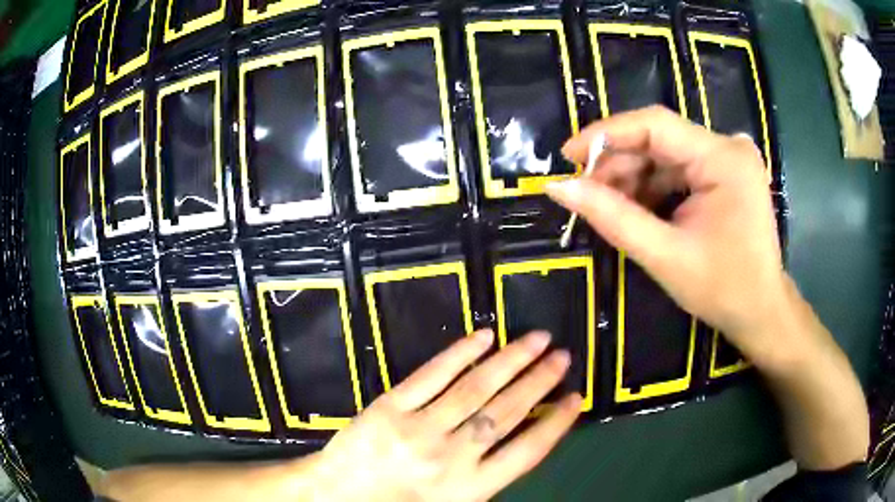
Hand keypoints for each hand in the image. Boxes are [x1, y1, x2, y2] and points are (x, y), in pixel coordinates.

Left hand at [313, 330, 581, 501]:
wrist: (336, 496)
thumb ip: (485, 478)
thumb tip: (521, 439)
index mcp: (469, 489)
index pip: (527, 452)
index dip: (556, 423)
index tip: (576, 398)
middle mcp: (451, 458)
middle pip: (507, 413)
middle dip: (539, 382)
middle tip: (563, 356)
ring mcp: (419, 428)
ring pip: (475, 389)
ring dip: (511, 361)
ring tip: (538, 339)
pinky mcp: (390, 406)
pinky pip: (431, 376)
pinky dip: (460, 354)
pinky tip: (484, 337)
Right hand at [546, 106, 788, 369]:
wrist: (760, 311)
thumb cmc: (722, 290)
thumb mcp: (664, 255)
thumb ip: (612, 217)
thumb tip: (557, 187)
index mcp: (724, 159)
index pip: (655, 124)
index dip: (606, 134)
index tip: (567, 156)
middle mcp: (729, 146)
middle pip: (659, 139)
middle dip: (618, 164)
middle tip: (584, 193)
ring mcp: (729, 158)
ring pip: (665, 153)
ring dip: (633, 178)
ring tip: (608, 207)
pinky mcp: (726, 172)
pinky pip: (678, 168)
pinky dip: (653, 186)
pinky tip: (637, 209)